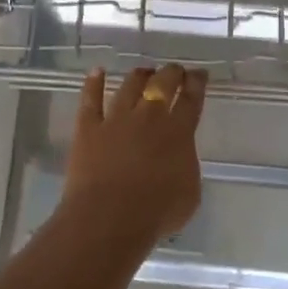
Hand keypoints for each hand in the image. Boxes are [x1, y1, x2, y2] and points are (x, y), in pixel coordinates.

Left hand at [62, 65, 206, 242]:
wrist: (110, 218)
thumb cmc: (156, 213)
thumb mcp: (189, 193)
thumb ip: (186, 166)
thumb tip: (179, 156)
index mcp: (178, 132)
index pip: (191, 99)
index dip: (196, 83)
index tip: (199, 73)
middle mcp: (148, 117)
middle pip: (162, 84)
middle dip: (171, 72)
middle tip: (175, 69)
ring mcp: (116, 119)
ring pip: (128, 86)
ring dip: (139, 75)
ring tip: (144, 71)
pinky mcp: (88, 128)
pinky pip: (90, 99)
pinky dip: (93, 83)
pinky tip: (97, 71)